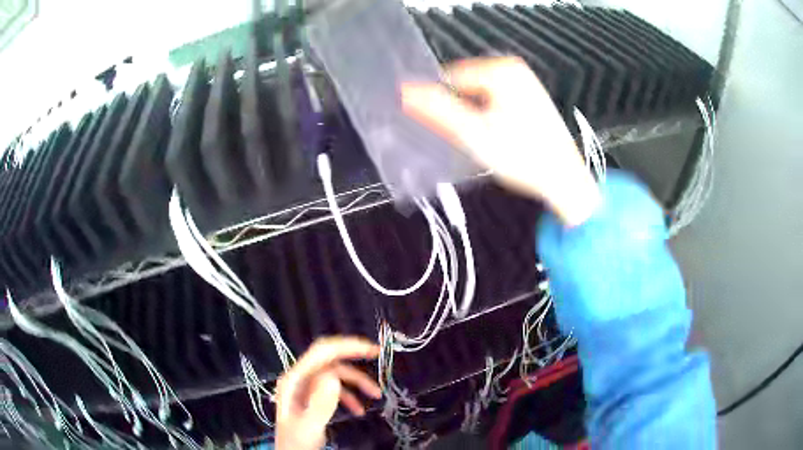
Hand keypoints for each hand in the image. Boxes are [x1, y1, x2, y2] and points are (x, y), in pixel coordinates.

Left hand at [275, 337, 380, 449]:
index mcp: (295, 380)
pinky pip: (335, 389)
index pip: (321, 353)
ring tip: (376, 394)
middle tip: (376, 354)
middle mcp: (300, 378)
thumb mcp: (309, 426)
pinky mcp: (313, 398)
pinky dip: (350, 396)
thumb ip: (320, 403)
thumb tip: (334, 376)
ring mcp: (306, 388)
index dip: (346, 346)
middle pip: (328, 357)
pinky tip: (358, 411)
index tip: (371, 350)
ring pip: (335, 374)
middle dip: (352, 354)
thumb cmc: (297, 443)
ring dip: (356, 381)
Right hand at [402, 57, 600, 225]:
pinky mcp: (530, 98)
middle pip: (465, 87)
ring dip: (474, 117)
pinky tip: (498, 138)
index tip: (441, 130)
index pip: (449, 79)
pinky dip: (489, 118)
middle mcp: (514, 69)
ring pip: (480, 96)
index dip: (440, 105)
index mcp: (501, 69)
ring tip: (484, 142)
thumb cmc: (522, 157)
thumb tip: (403, 91)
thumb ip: (437, 110)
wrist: (565, 182)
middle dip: (460, 111)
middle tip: (466, 140)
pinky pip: (496, 102)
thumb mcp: (474, 134)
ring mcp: (525, 83)